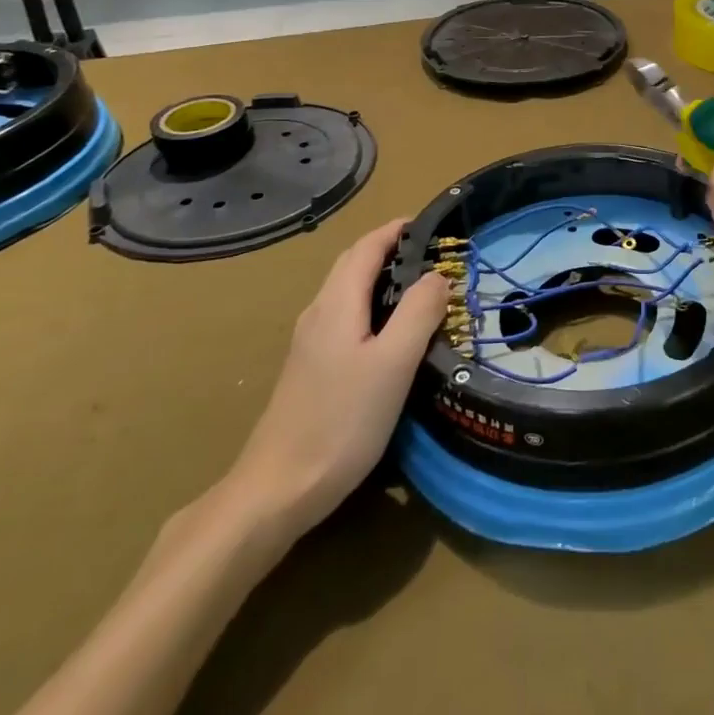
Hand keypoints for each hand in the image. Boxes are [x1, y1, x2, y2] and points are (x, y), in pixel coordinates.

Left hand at [218, 218, 445, 536]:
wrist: (276, 490)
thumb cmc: (341, 421)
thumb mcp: (393, 364)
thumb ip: (418, 313)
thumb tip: (437, 275)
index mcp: (336, 304)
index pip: (366, 247)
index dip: (396, 229)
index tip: (431, 224)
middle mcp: (318, 314)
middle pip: (352, 265)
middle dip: (389, 249)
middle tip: (433, 254)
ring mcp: (310, 343)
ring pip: (347, 292)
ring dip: (380, 277)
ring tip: (419, 288)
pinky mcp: (310, 368)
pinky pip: (344, 317)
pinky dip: (372, 306)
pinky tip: (391, 334)